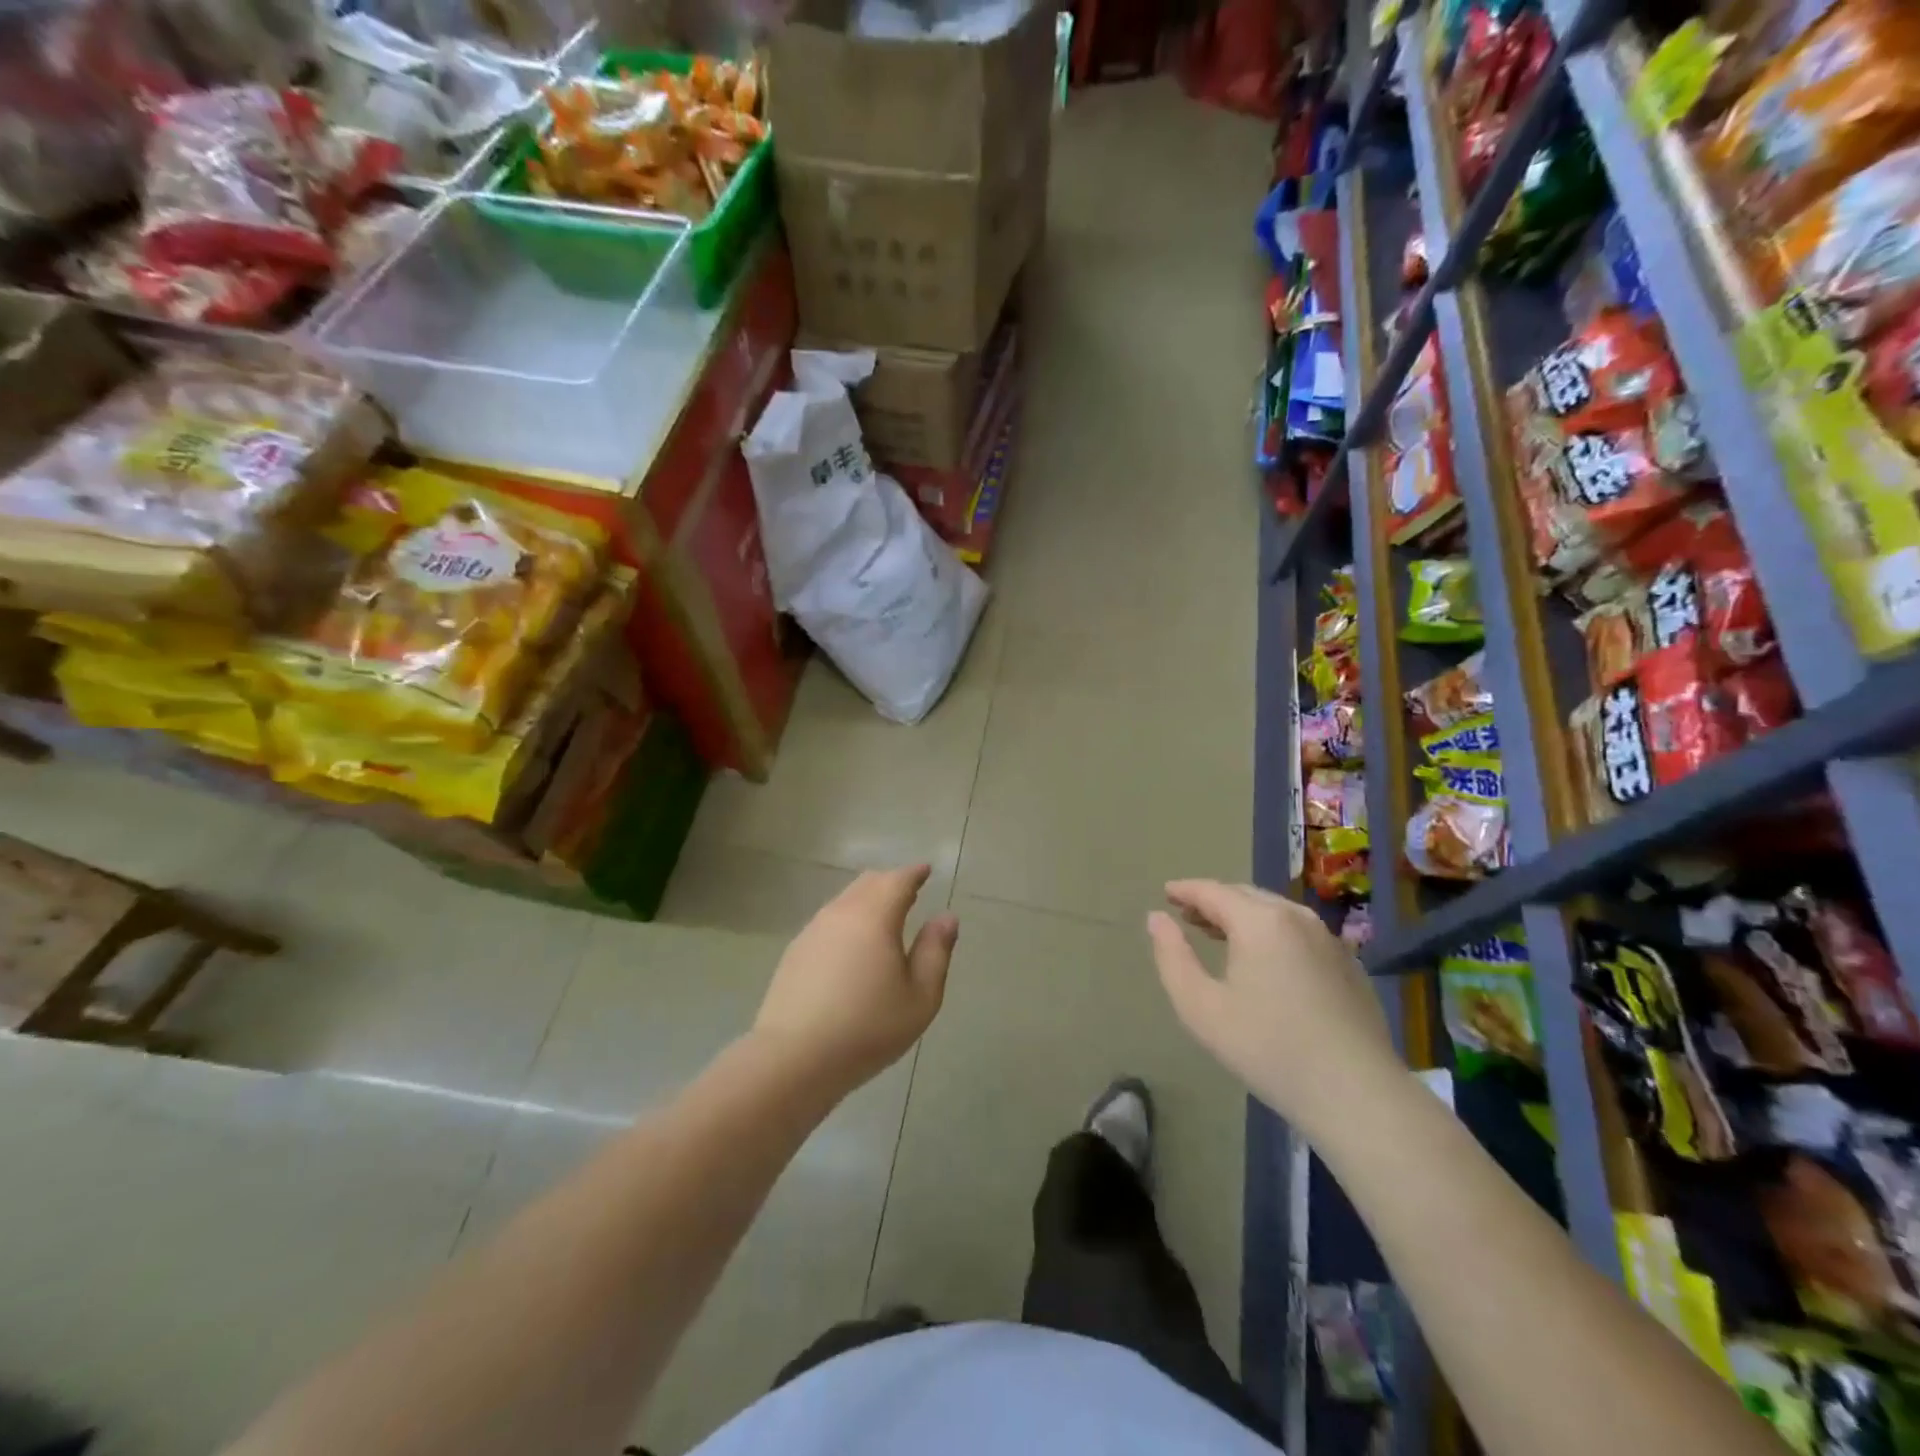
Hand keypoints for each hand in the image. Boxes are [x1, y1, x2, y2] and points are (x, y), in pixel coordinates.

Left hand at [752, 865, 957, 1096]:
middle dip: (891, 882)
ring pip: (845, 900)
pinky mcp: (795, 951)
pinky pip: (829, 921)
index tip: (926, 871)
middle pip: (868, 883)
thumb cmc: (867, 1028)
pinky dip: (848, 920)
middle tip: (910, 892)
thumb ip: (935, 951)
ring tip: (884, 918)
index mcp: (874, 916)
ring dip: (867, 900)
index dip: (915, 873)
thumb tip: (946, 917)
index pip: (898, 880)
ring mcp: (813, 930)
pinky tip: (852, 946)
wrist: (793, 1058)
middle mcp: (840, 912)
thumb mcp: (919, 997)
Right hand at [1147, 879, 1404, 1136]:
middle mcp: (1297, 918)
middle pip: (1245, 896)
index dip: (1185, 890)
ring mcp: (1329, 940)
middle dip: (1213, 900)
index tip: (1166, 892)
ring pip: (1275, 912)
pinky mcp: (1349, 965)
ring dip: (1243, 915)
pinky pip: (1299, 932)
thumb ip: (1172, 956)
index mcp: (1260, 921)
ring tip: (1219, 933)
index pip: (1213, 891)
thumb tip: (1157, 918)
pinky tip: (1265, 960)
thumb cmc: (1267, 1048)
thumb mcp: (1200, 1007)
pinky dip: (1272, 932)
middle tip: (1187, 914)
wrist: (1356, 1093)